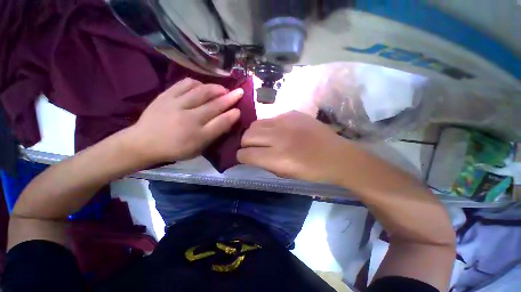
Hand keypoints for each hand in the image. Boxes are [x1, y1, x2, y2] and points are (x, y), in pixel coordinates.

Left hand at [126, 78, 243, 163]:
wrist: (143, 142)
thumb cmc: (175, 148)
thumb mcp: (198, 148)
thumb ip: (214, 134)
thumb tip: (228, 120)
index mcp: (197, 136)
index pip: (220, 123)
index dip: (232, 115)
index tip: (239, 110)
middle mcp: (188, 119)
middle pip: (214, 105)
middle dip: (230, 98)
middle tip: (239, 92)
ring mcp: (176, 105)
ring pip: (201, 92)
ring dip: (216, 88)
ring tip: (223, 89)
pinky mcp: (165, 95)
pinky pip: (185, 84)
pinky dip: (198, 83)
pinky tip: (203, 86)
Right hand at [238, 111, 356, 183]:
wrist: (337, 155)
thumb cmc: (312, 171)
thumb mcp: (285, 174)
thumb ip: (264, 164)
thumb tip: (251, 156)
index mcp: (277, 157)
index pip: (245, 154)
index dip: (241, 157)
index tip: (244, 158)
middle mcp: (278, 136)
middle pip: (247, 135)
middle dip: (245, 144)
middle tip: (252, 148)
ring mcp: (285, 121)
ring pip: (256, 124)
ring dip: (254, 133)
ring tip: (262, 139)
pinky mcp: (292, 113)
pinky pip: (271, 119)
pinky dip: (269, 127)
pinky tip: (278, 132)